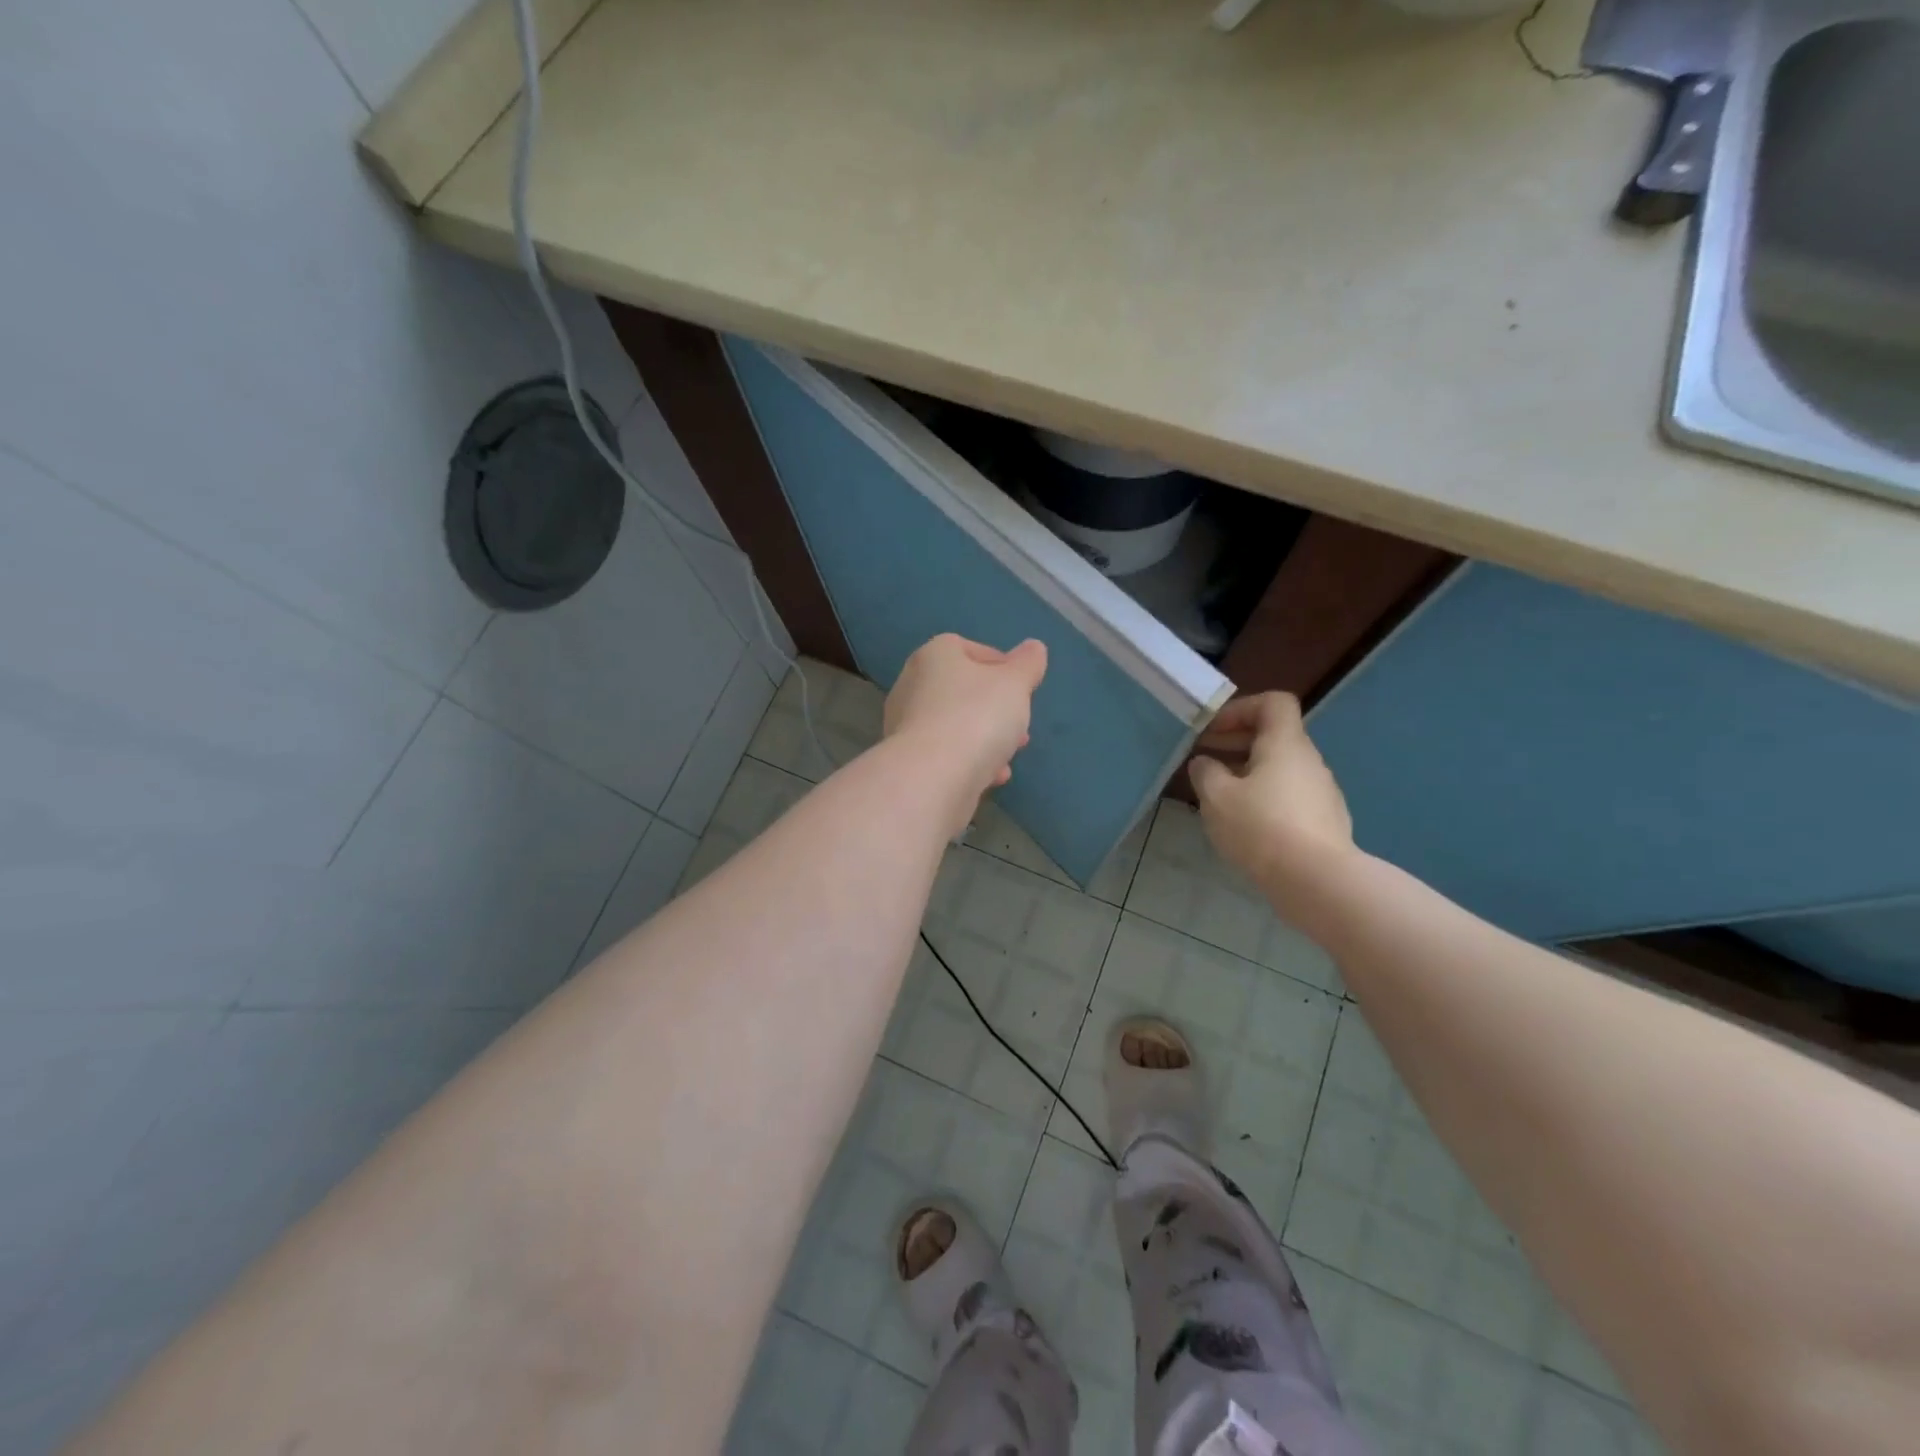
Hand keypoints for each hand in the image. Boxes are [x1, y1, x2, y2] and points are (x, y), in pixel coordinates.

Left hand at [884, 634, 1047, 833]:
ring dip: (987, 738)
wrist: (932, 777)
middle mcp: (912, 684)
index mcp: (933, 656)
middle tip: (1021, 726)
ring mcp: (906, 725)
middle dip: (997, 709)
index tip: (1022, 686)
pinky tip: (993, 776)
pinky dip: (970, 761)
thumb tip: (1034, 648)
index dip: (998, 664)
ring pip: (956, 724)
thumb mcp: (1015, 684)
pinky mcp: (909, 761)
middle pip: (963, 690)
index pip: (966, 648)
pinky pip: (947, 753)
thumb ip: (1027, 664)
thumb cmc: (976, 716)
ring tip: (1011, 754)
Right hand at [1189, 693, 1355, 911]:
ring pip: (1280, 768)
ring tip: (1220, 798)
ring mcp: (1322, 792)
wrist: (1317, 881)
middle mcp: (1309, 760)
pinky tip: (1245, 825)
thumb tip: (1205, 763)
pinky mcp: (1324, 821)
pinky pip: (1289, 796)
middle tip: (1204, 762)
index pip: (1273, 702)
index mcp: (1286, 743)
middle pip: (1274, 736)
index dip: (1240, 709)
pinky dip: (1264, 799)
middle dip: (1235, 743)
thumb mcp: (1217, 797)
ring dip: (1248, 773)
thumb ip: (1206, 772)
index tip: (1213, 731)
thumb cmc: (1261, 827)